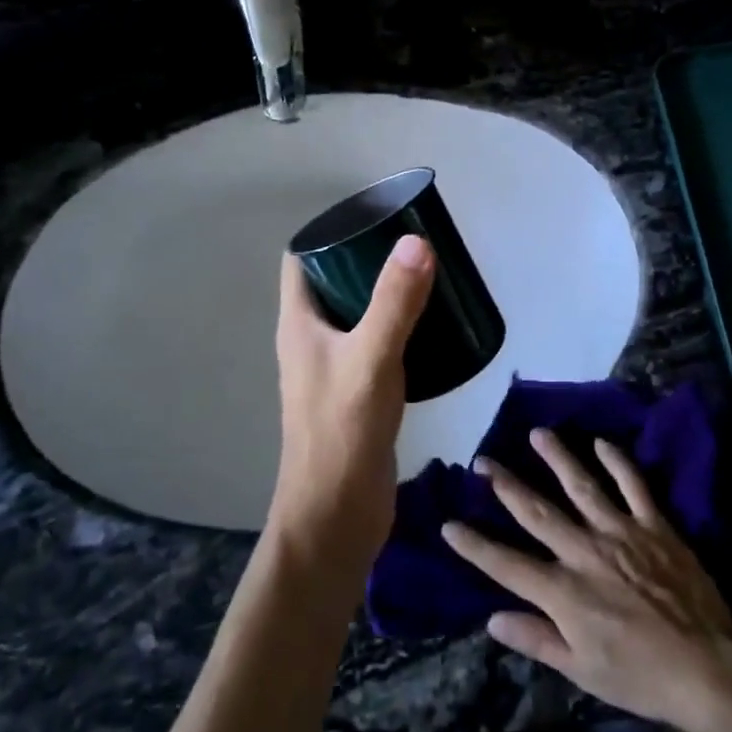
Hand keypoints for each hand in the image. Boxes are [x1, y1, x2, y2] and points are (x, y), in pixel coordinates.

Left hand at [269, 236, 435, 576]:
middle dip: (368, 260)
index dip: (330, 234)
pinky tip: (431, 329)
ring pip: (357, 314)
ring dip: (386, 294)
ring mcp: (333, 368)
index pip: (302, 260)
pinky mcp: (357, 392)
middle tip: (415, 245)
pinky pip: (376, 344)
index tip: (374, 218)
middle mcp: (311, 340)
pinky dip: (398, 328)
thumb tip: (416, 241)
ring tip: (429, 278)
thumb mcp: (371, 358)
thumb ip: (394, 303)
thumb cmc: (343, 431)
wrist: (337, 514)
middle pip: (334, 283)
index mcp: (299, 324)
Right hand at [444, 430, 731, 731]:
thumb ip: (537, 639)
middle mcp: (584, 552)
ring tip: (537, 433)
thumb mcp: (582, 671)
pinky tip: (601, 442)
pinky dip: (617, 462)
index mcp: (563, 592)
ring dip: (556, 458)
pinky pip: (633, 486)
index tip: (448, 524)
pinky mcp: (654, 525)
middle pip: (536, 512)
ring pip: (581, 486)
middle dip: (506, 485)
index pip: (506, 564)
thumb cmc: (640, 677)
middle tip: (483, 460)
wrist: (707, 668)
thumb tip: (492, 619)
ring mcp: (620, 533)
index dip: (474, 545)